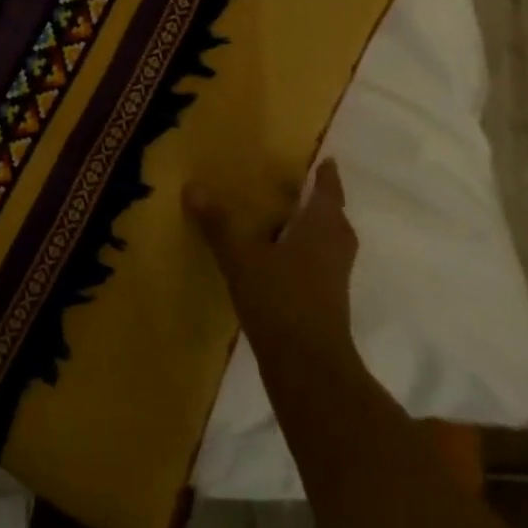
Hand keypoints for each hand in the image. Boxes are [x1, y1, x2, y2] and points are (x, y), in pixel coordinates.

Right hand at [186, 161, 362, 373]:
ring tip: (285, 219)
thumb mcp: (241, 258)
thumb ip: (218, 224)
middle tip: (298, 187)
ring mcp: (335, 277)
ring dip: (313, 229)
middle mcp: (334, 247)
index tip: (324, 160)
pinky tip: (279, 259)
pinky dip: (305, 253)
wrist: (308, 367)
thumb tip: (192, 186)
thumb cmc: (280, 299)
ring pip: (328, 242)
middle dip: (320, 202)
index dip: (326, 176)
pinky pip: (320, 264)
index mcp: (321, 227)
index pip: (328, 192)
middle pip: (334, 217)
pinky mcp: (328, 302)